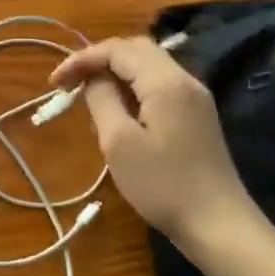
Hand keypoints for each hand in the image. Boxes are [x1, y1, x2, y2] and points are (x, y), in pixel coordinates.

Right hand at [51, 37, 253, 246]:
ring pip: (149, 65)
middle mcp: (183, 79)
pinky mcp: (197, 114)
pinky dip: (133, 86)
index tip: (55, 82)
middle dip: (99, 59)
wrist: (220, 226)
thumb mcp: (120, 143)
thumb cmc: (164, 185)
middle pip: (136, 49)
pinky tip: (119, 110)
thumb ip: (102, 100)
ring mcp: (194, 96)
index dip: (82, 58)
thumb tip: (94, 79)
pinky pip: (159, 84)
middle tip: (71, 82)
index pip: (117, 50)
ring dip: (116, 72)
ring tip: (89, 94)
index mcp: (164, 81)